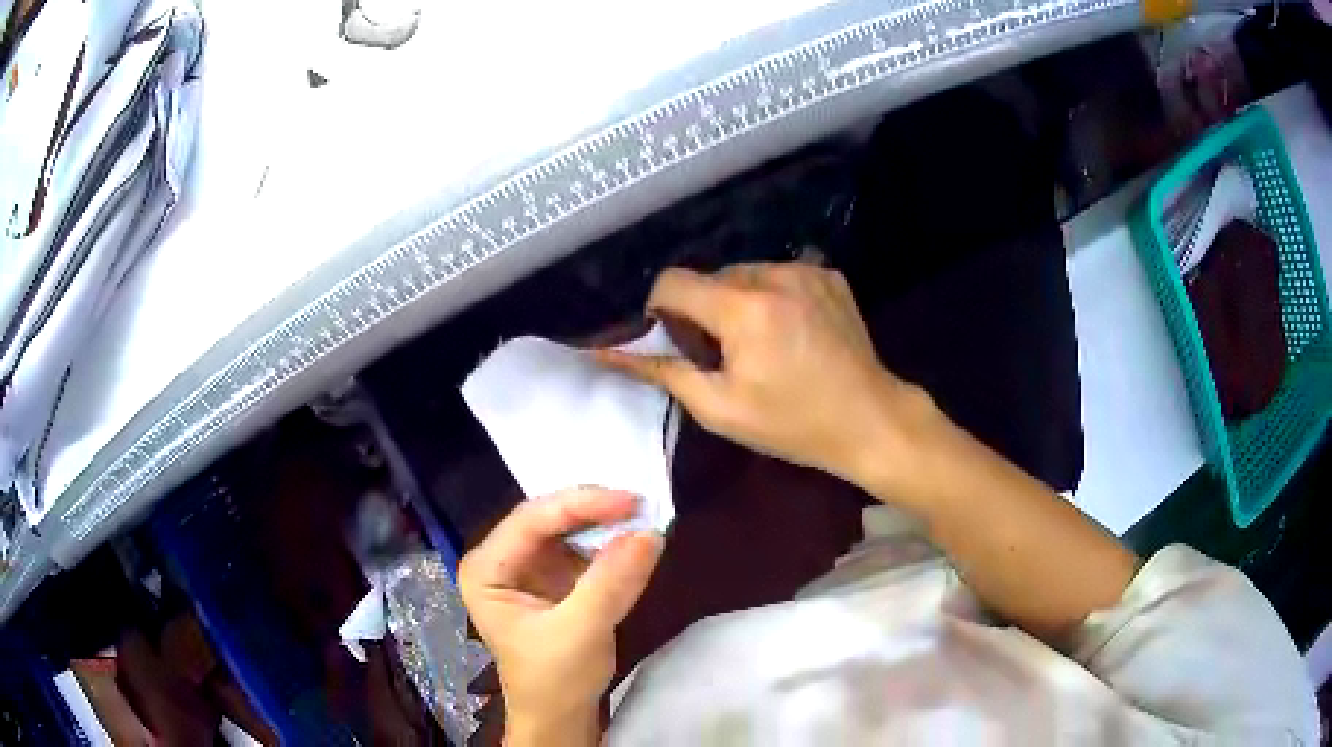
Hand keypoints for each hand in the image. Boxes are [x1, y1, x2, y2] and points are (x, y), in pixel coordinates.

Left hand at [458, 488, 662, 745]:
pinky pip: (581, 548)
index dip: (579, 504)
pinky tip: (631, 540)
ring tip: (641, 517)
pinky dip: (608, 543)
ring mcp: (528, 568)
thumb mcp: (581, 632)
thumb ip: (611, 582)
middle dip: (592, 510)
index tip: (629, 501)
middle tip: (640, 505)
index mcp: (486, 569)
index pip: (530, 521)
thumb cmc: (555, 680)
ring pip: (566, 529)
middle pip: (547, 519)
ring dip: (603, 523)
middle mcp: (501, 560)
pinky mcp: (554, 579)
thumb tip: (650, 533)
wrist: (560, 717)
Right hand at [597, 263, 930, 487]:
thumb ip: (663, 372)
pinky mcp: (828, 274)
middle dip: (702, 310)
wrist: (871, 419)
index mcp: (744, 308)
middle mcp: (774, 275)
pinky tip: (789, 331)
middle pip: (710, 277)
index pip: (672, 282)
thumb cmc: (793, 424)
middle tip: (720, 355)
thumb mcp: (721, 408)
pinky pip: (778, 275)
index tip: (674, 343)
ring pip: (744, 274)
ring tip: (759, 344)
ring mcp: (806, 270)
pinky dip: (770, 296)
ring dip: (736, 301)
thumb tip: (608, 353)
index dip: (660, 310)